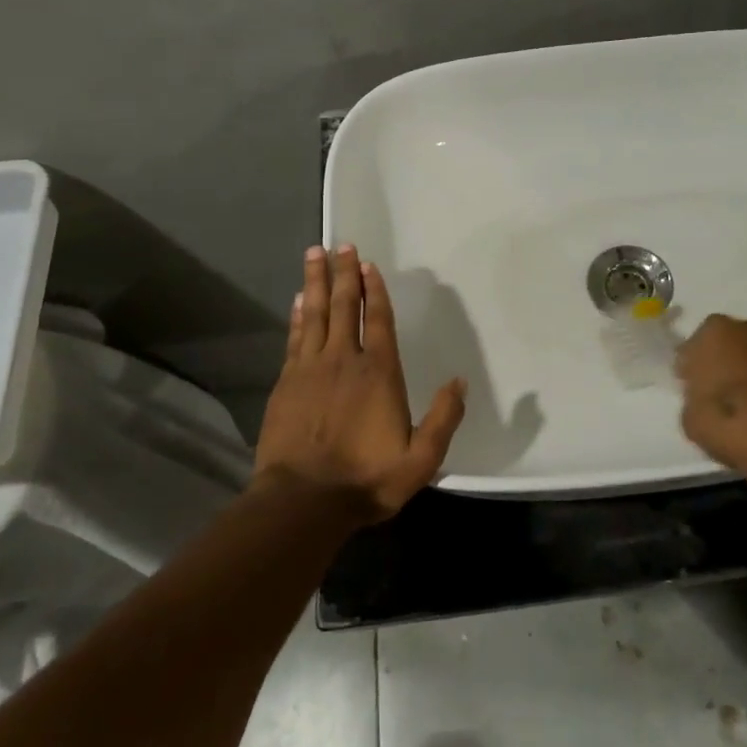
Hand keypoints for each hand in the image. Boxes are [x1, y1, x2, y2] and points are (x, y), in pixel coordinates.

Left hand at [254, 245, 466, 522]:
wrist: (303, 501)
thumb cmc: (366, 479)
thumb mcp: (421, 459)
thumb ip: (444, 418)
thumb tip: (459, 381)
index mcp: (379, 373)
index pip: (378, 320)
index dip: (374, 290)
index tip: (368, 264)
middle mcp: (344, 360)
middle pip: (344, 306)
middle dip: (344, 273)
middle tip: (340, 244)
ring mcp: (310, 368)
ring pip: (315, 313)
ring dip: (316, 282)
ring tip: (314, 253)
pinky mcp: (286, 382)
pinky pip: (295, 337)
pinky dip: (298, 315)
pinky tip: (298, 299)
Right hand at [676, 315, 746, 487]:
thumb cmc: (731, 424)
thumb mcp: (691, 419)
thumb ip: (693, 397)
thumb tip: (703, 396)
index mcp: (714, 331)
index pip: (691, 348)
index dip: (690, 370)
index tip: (691, 389)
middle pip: (727, 343)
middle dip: (721, 362)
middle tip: (716, 393)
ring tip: (744, 405)